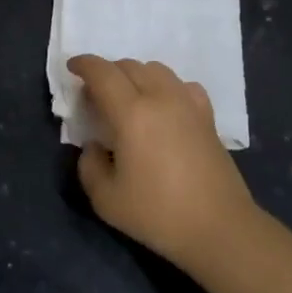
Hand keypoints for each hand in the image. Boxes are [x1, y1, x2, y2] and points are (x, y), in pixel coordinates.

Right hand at [69, 55, 259, 273]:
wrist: (219, 228)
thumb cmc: (158, 214)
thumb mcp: (106, 200)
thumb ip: (89, 166)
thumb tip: (94, 146)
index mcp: (132, 113)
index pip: (103, 73)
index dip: (84, 64)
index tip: (72, 67)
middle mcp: (160, 98)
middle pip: (129, 65)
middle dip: (107, 72)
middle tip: (96, 94)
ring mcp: (187, 104)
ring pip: (156, 69)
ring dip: (135, 74)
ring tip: (128, 97)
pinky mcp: (207, 116)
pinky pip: (182, 85)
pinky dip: (165, 86)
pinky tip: (164, 105)